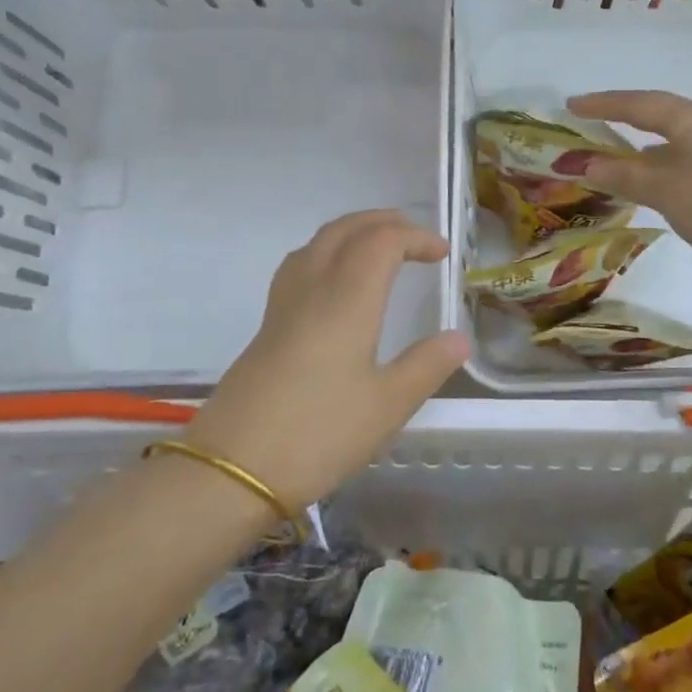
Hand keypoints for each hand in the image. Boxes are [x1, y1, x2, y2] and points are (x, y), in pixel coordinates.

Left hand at [182, 211, 469, 511]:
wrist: (232, 468)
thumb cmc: (319, 433)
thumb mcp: (388, 405)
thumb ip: (427, 365)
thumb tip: (459, 337)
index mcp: (347, 299)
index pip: (382, 242)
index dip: (415, 237)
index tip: (442, 254)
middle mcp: (313, 289)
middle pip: (345, 230)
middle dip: (383, 222)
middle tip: (415, 236)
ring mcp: (283, 306)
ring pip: (317, 243)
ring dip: (352, 232)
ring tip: (378, 248)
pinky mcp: (267, 327)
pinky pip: (299, 266)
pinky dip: (327, 253)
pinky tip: (334, 283)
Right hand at [569, 90, 691, 264]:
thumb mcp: (662, 190)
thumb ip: (623, 175)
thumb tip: (589, 166)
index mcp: (691, 119)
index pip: (638, 104)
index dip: (602, 104)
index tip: (572, 105)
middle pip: (658, 112)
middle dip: (622, 115)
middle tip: (591, 119)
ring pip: (673, 134)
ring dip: (642, 139)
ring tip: (616, 149)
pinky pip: (685, 152)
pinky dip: (660, 158)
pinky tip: (653, 174)